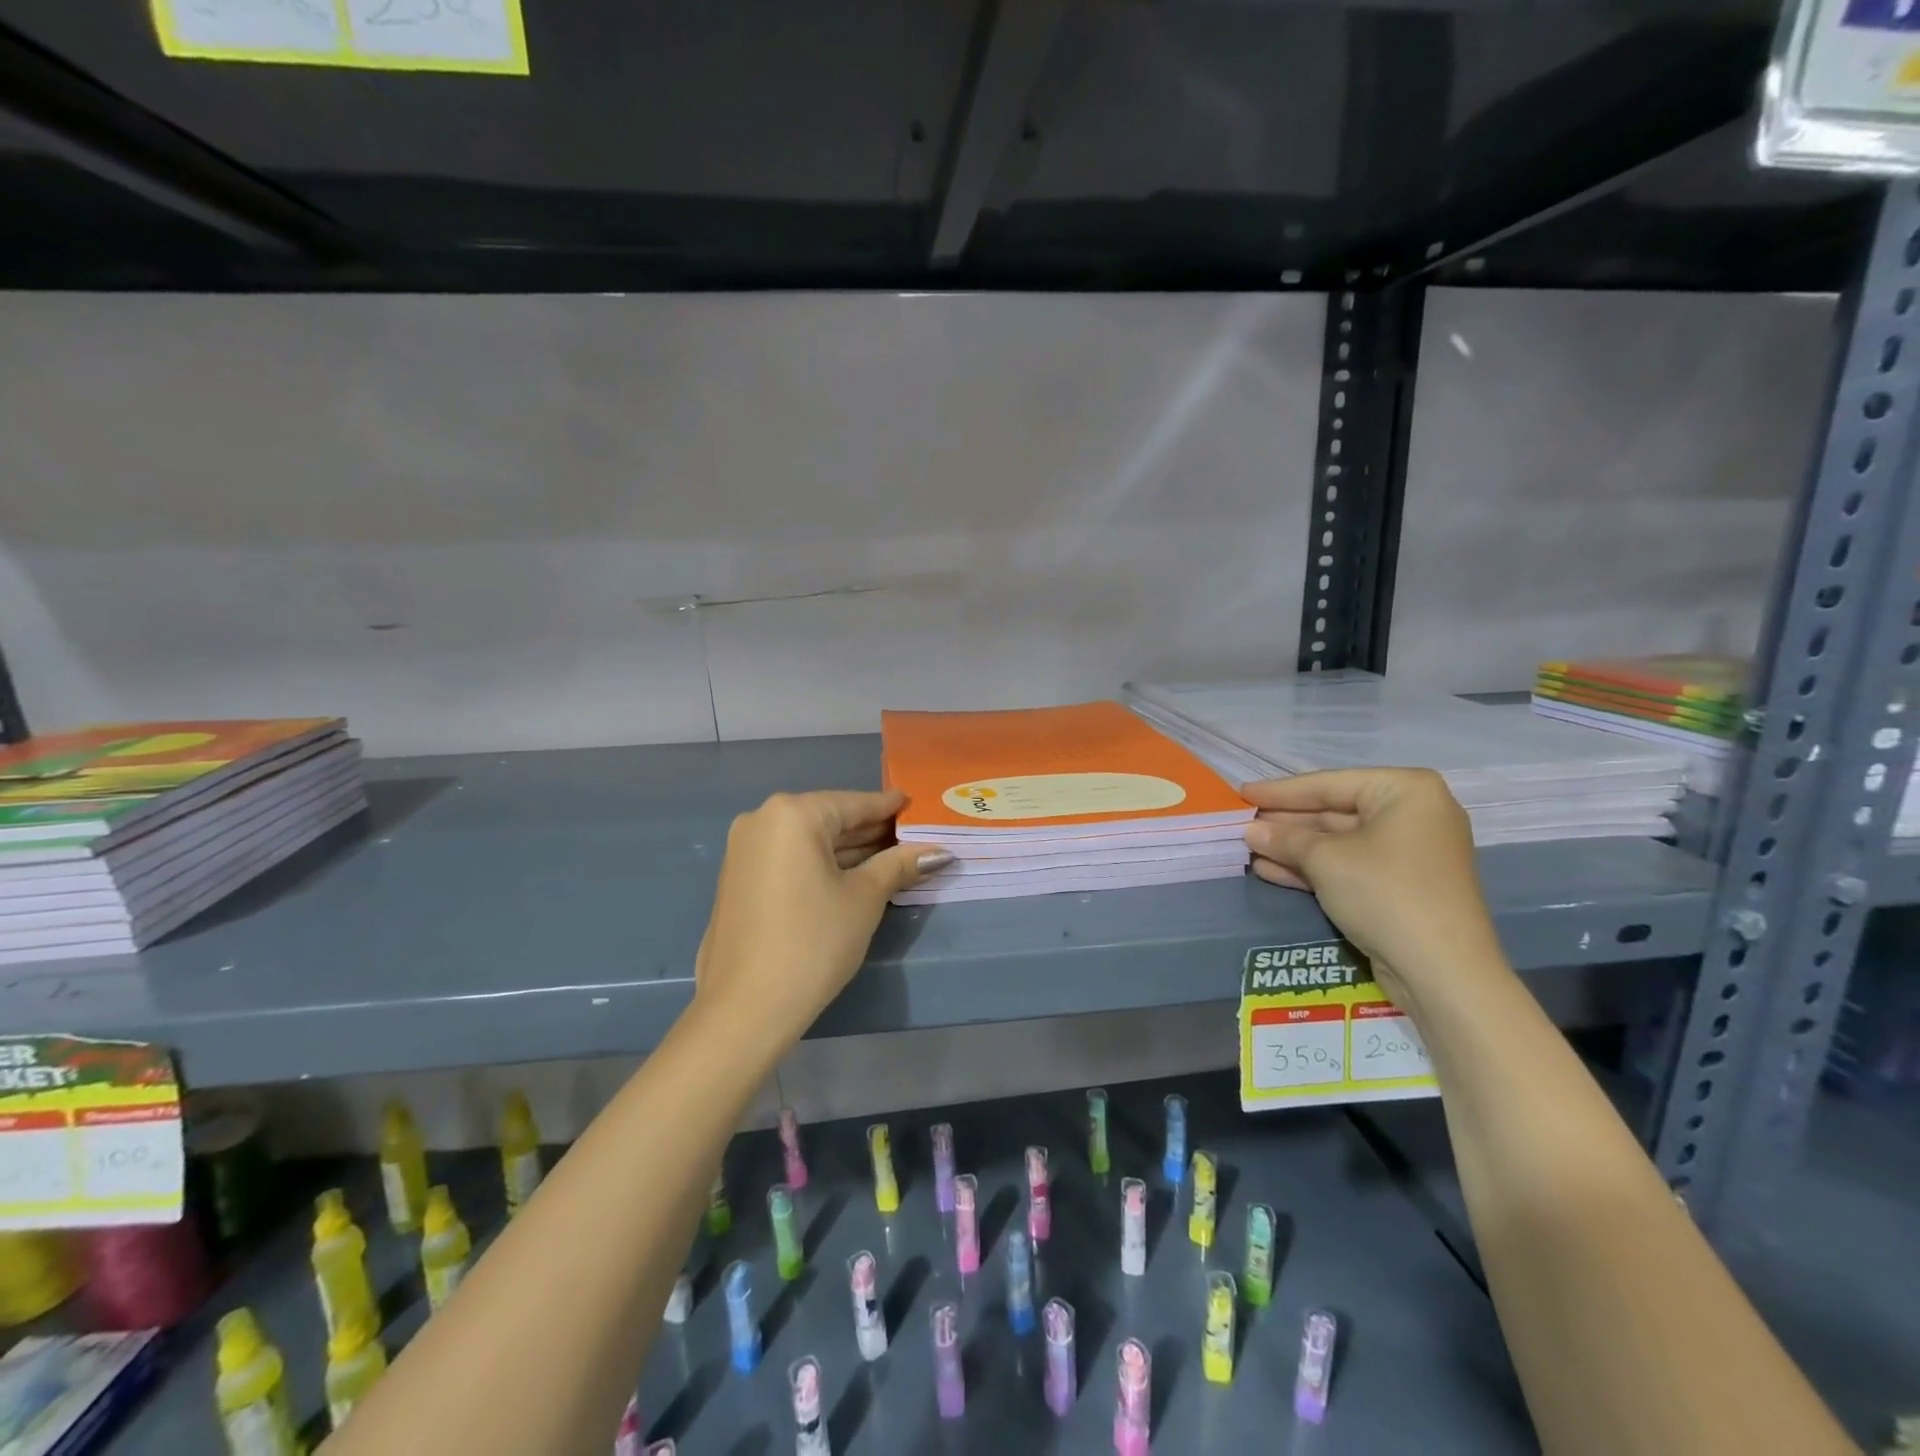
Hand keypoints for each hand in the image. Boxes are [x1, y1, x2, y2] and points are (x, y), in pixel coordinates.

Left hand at [694, 790, 950, 1044]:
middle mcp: (762, 820)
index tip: (918, 806)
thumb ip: (899, 865)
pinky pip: (790, 858)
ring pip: (809, 841)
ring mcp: (745, 850)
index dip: (890, 808)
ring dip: (848, 850)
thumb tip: (939, 851)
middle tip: (912, 839)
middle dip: (870, 832)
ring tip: (892, 859)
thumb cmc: (813, 941)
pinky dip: (821, 864)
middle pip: (829, 819)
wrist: (745, 1008)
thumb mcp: (864, 899)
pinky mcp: (739, 878)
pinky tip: (852, 877)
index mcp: (793, 814)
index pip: (854, 803)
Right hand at [1242, 769, 1507, 1008]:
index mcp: (1406, 791)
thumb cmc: (1384, 892)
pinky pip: (1347, 866)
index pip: (1329, 784)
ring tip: (1248, 848)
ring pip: (1337, 842)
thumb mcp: (1325, 859)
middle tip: (1242, 822)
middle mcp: (1412, 815)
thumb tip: (1249, 830)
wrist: (1441, 971)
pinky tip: (1269, 870)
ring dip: (1292, 847)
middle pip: (1334, 812)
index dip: (1280, 791)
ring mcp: (1407, 853)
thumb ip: (1284, 838)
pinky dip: (1311, 868)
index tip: (1241, 793)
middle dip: (1286, 822)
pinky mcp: (1399, 886)